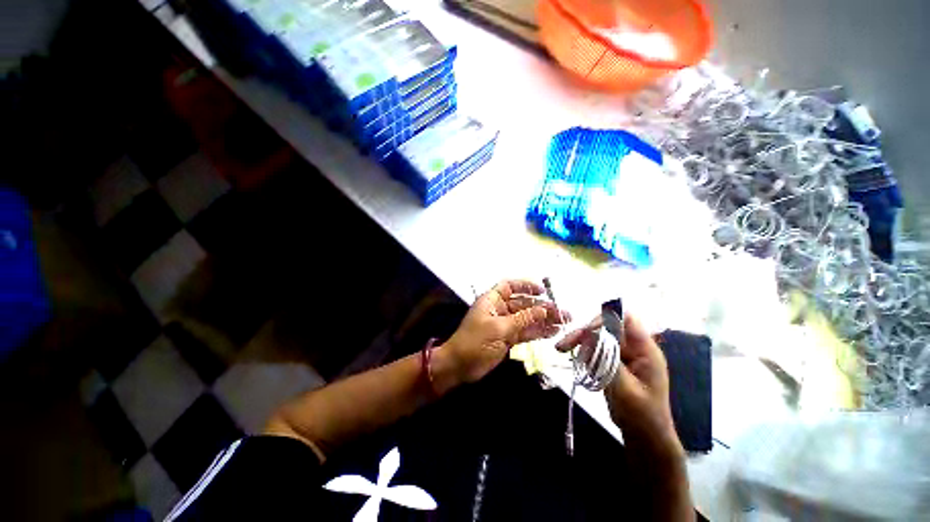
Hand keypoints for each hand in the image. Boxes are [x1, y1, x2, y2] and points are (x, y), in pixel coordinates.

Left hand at [443, 280, 568, 382]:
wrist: (460, 366)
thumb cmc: (475, 342)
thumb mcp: (499, 328)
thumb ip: (523, 319)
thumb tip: (544, 309)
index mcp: (492, 300)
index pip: (509, 286)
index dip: (526, 286)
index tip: (543, 291)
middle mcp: (499, 309)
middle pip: (523, 303)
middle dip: (541, 307)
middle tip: (562, 312)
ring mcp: (504, 324)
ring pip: (526, 318)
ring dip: (543, 320)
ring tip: (563, 323)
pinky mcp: (507, 338)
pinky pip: (525, 332)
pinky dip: (537, 332)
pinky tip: (552, 333)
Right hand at [556, 313, 682, 459]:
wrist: (645, 437)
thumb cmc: (641, 416)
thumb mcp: (625, 390)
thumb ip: (609, 361)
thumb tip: (591, 336)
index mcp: (645, 350)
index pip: (626, 320)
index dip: (606, 319)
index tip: (586, 331)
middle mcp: (634, 348)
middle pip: (606, 327)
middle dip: (585, 332)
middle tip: (564, 344)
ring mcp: (623, 355)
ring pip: (598, 337)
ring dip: (580, 342)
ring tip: (563, 350)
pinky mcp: (613, 362)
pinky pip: (596, 349)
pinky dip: (583, 352)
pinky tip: (575, 360)